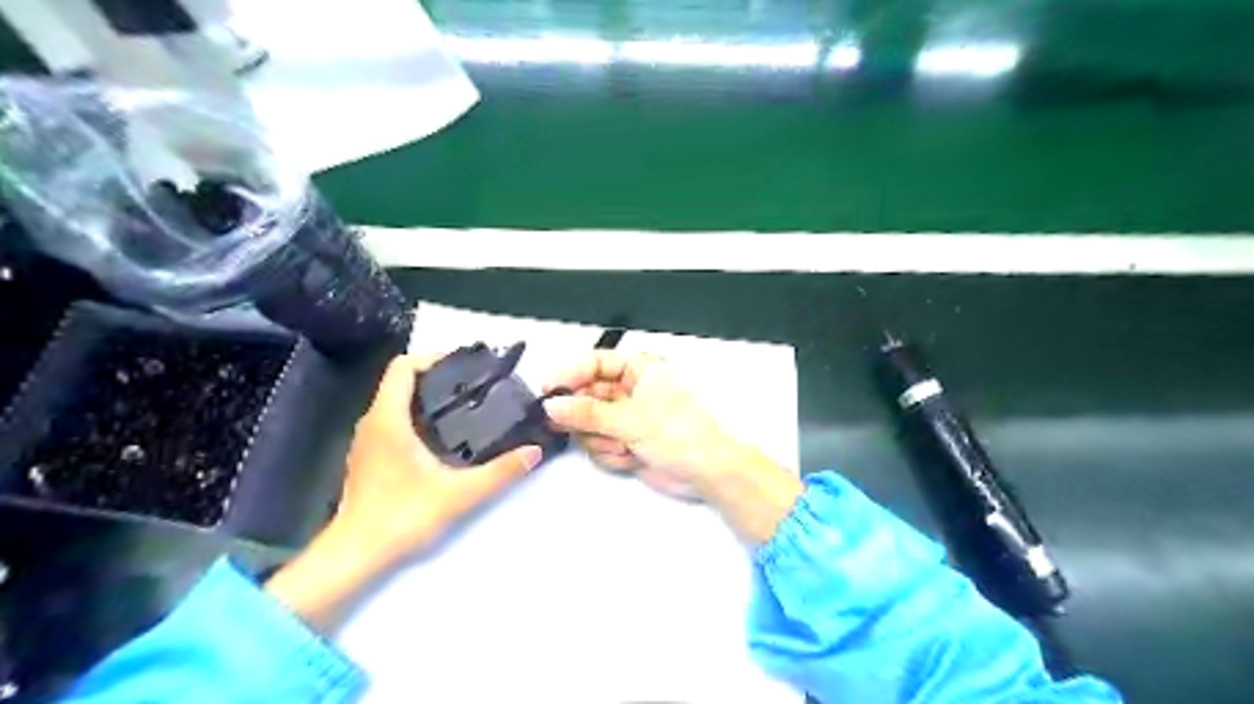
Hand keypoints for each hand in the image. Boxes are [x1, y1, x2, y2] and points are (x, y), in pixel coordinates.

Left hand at [336, 355, 541, 562]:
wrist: (356, 555)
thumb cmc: (402, 517)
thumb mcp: (459, 494)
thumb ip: (500, 472)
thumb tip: (534, 452)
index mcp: (388, 419)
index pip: (403, 367)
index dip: (433, 357)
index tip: (466, 365)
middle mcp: (373, 421)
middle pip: (401, 380)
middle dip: (438, 375)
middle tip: (475, 384)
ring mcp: (368, 439)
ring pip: (396, 400)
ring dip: (428, 396)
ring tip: (466, 405)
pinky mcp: (370, 456)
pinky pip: (393, 419)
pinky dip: (418, 414)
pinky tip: (445, 435)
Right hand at [541, 350, 737, 493]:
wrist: (707, 473)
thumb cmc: (680, 433)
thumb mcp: (630, 418)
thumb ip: (587, 412)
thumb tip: (552, 405)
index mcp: (639, 369)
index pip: (594, 363)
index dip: (569, 375)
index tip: (547, 390)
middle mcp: (631, 390)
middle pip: (586, 396)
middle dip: (584, 417)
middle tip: (572, 427)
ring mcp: (627, 418)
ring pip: (589, 425)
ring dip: (602, 440)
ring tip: (623, 446)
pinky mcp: (626, 442)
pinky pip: (600, 445)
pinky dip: (611, 454)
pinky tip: (631, 458)